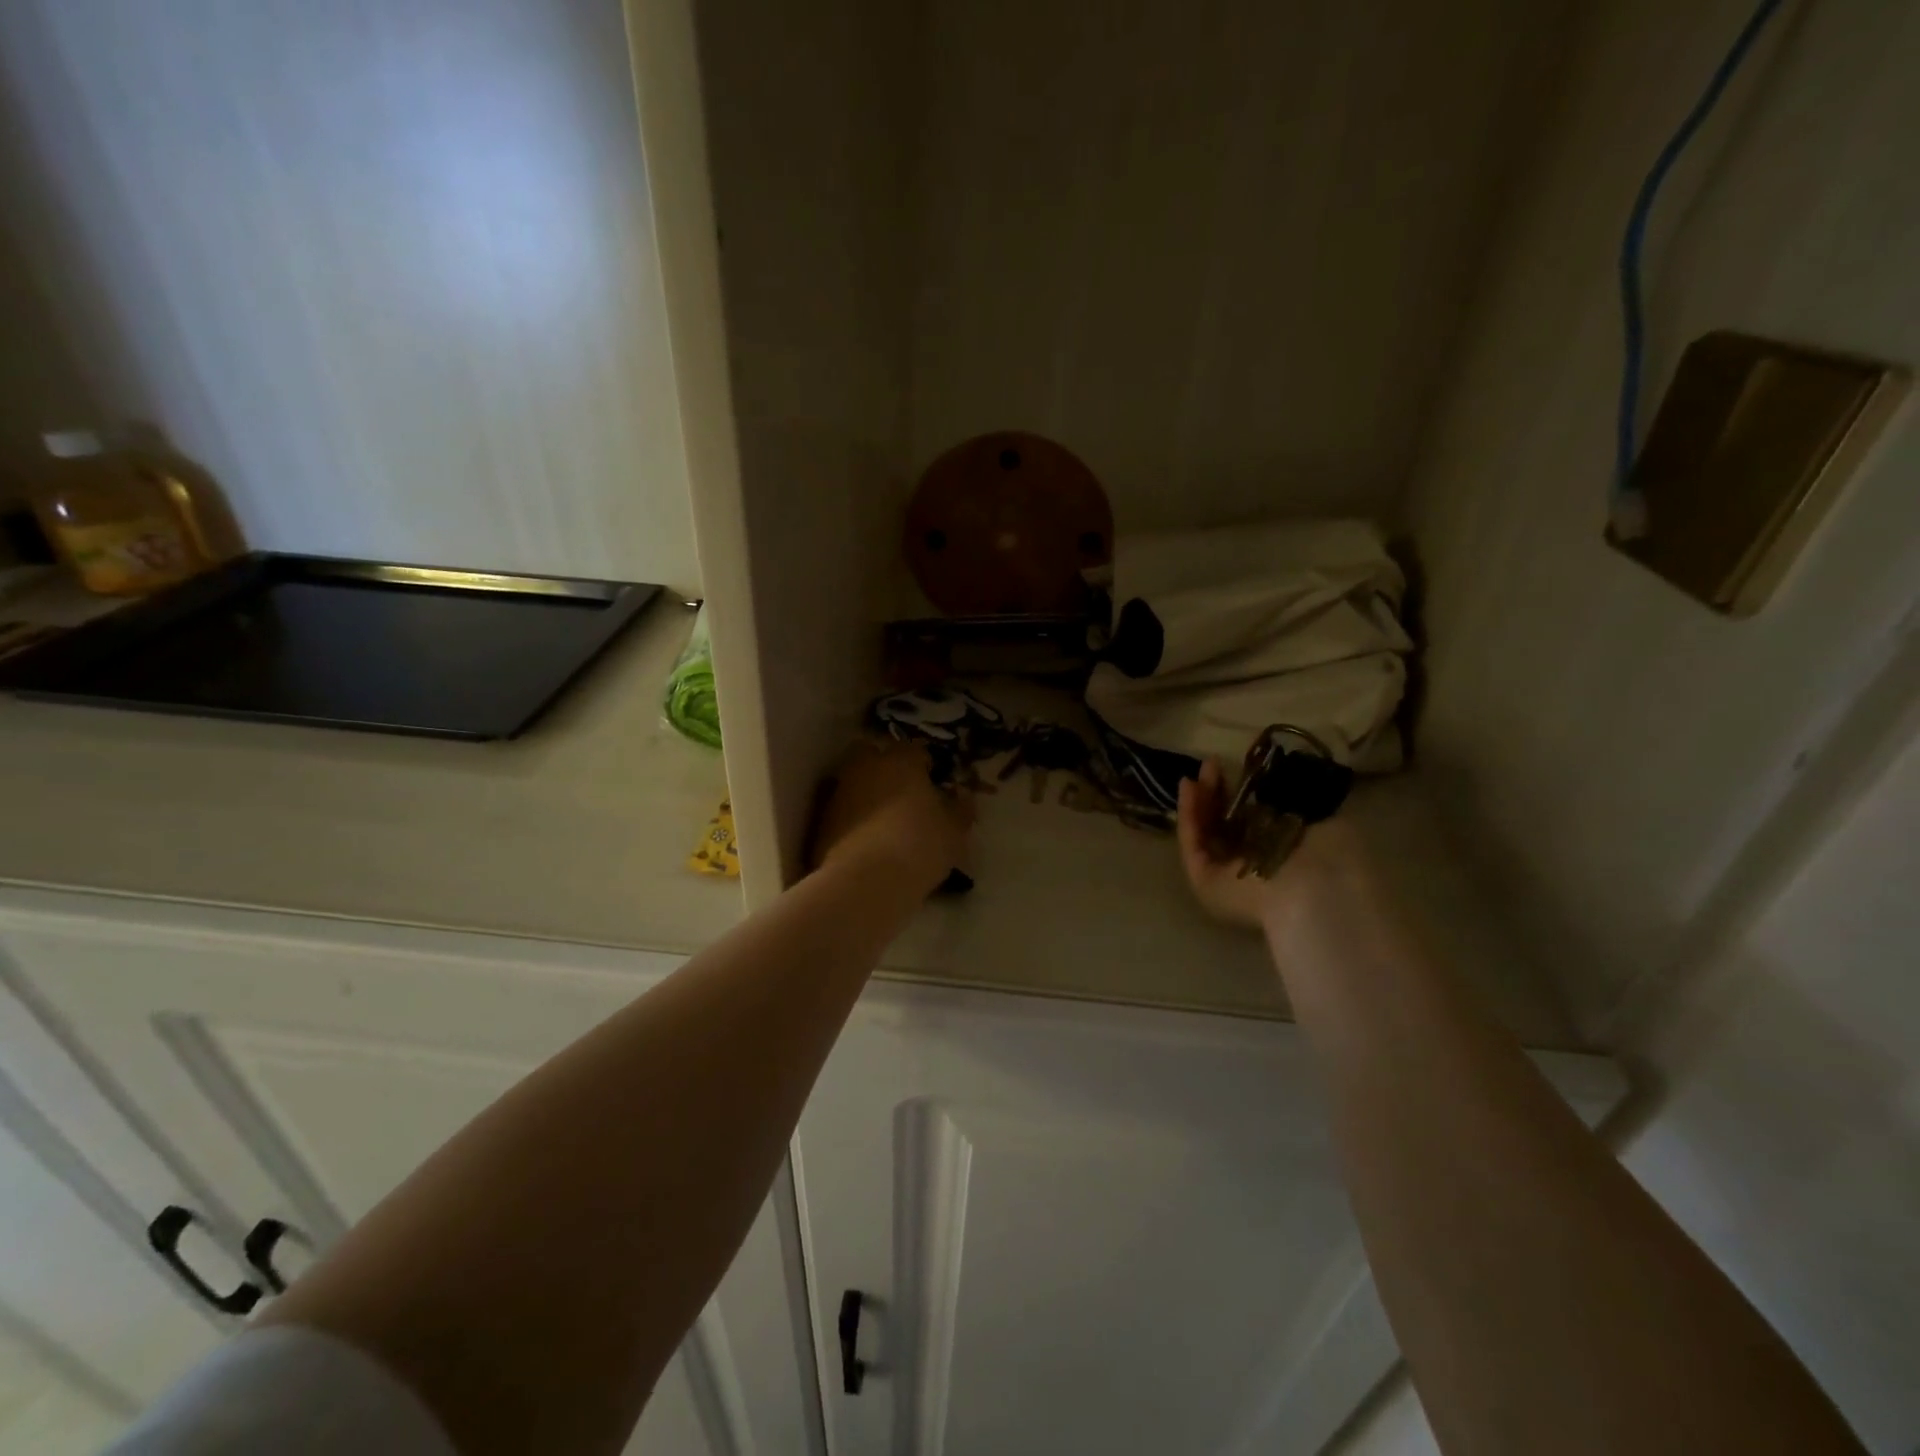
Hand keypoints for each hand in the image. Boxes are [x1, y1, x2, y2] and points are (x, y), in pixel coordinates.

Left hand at [811, 741, 973, 894]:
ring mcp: (839, 793)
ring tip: (883, 820)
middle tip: (902, 792)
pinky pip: (842, 810)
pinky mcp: (821, 820)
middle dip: (885, 766)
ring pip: (854, 781)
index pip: (914, 749)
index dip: (925, 763)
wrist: (865, 882)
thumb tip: (962, 796)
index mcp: (900, 761)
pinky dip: (852, 818)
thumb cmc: (919, 846)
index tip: (933, 781)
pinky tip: (865, 840)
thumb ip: (961, 809)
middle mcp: (866, 768)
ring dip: (867, 793)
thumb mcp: (954, 831)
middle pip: (873, 754)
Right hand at [1177, 759, 1363, 931]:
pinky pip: (1194, 844)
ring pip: (1205, 832)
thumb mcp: (1319, 809)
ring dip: (1198, 801)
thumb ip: (1294, 792)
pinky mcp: (1206, 881)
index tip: (1239, 766)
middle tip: (1210, 766)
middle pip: (1225, 823)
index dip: (1242, 791)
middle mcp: (1254, 864)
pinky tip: (1188, 788)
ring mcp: (1227, 875)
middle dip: (1216, 793)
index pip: (1255, 818)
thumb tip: (1277, 772)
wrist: (1321, 891)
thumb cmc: (1331, 851)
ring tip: (1194, 773)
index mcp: (1285, 850)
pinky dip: (1188, 816)